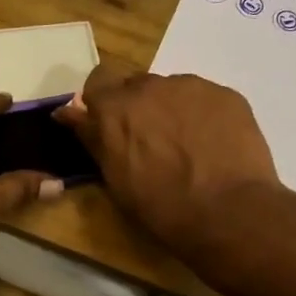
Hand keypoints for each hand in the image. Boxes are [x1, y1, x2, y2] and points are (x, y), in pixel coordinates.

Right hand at [55, 67, 280, 260]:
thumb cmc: (161, 206)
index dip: (102, 103)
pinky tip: (212, 145)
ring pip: (172, 90)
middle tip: (149, 141)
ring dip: (170, 110)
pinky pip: (204, 98)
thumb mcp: (115, 178)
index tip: (108, 126)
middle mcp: (150, 86)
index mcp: (115, 108)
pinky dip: (202, 116)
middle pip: (136, 85)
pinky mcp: (226, 94)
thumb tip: (67, 113)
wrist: (228, 212)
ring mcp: (191, 87)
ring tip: (186, 145)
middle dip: (137, 107)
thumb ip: (92, 138)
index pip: (97, 83)